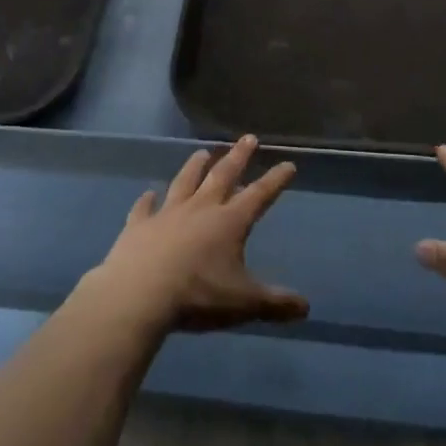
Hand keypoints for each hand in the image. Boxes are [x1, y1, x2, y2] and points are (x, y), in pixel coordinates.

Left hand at [82, 136, 308, 334]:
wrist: (139, 294)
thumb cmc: (198, 295)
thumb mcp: (244, 304)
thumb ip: (275, 304)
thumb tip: (306, 307)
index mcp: (229, 222)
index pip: (259, 195)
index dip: (275, 180)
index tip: (288, 163)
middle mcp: (200, 208)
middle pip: (222, 175)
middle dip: (238, 157)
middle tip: (247, 138)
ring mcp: (167, 213)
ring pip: (184, 181)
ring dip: (194, 166)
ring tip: (202, 152)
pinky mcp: (139, 225)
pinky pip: (144, 207)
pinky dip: (147, 199)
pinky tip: (148, 193)